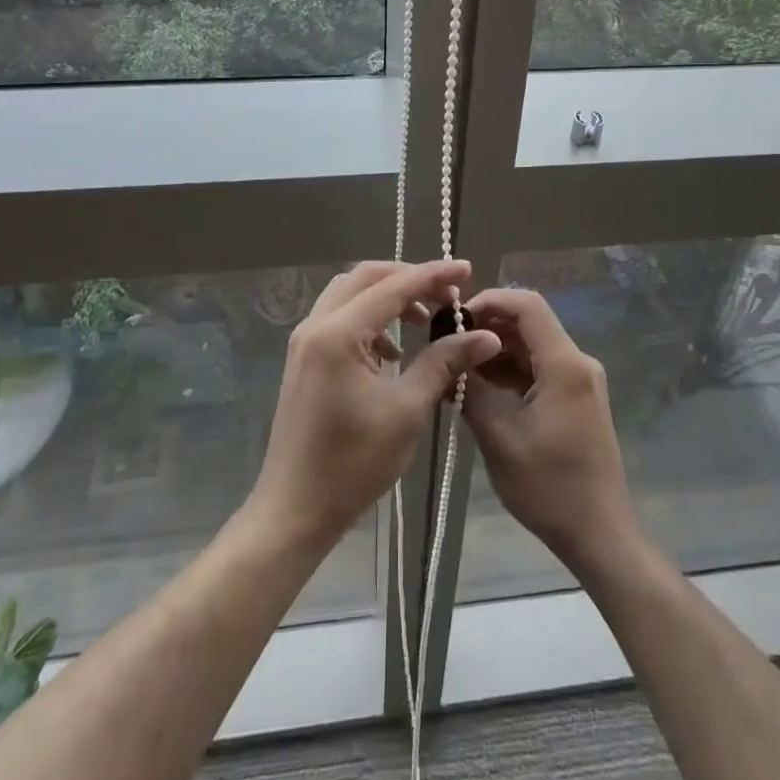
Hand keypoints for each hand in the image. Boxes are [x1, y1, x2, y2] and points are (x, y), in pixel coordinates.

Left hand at [251, 260, 501, 548]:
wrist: (294, 510)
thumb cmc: (352, 463)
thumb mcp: (407, 411)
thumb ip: (443, 363)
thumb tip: (485, 336)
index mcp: (338, 333)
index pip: (393, 286)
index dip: (433, 275)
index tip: (467, 269)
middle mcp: (316, 326)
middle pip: (366, 278)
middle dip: (409, 279)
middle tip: (448, 294)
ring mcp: (305, 342)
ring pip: (351, 295)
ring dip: (389, 297)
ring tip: (425, 319)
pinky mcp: (305, 360)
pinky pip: (341, 319)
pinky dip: (371, 319)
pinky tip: (394, 352)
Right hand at [461, 288, 641, 573]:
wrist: (599, 534)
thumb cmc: (549, 486)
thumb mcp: (499, 437)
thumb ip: (471, 390)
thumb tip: (447, 360)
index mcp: (564, 364)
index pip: (527, 305)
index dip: (490, 300)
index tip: (455, 317)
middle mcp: (577, 362)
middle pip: (530, 323)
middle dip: (487, 327)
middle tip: (447, 342)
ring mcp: (579, 381)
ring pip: (533, 347)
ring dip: (496, 351)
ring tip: (456, 365)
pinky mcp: (575, 399)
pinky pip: (539, 369)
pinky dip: (510, 372)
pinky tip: (478, 386)